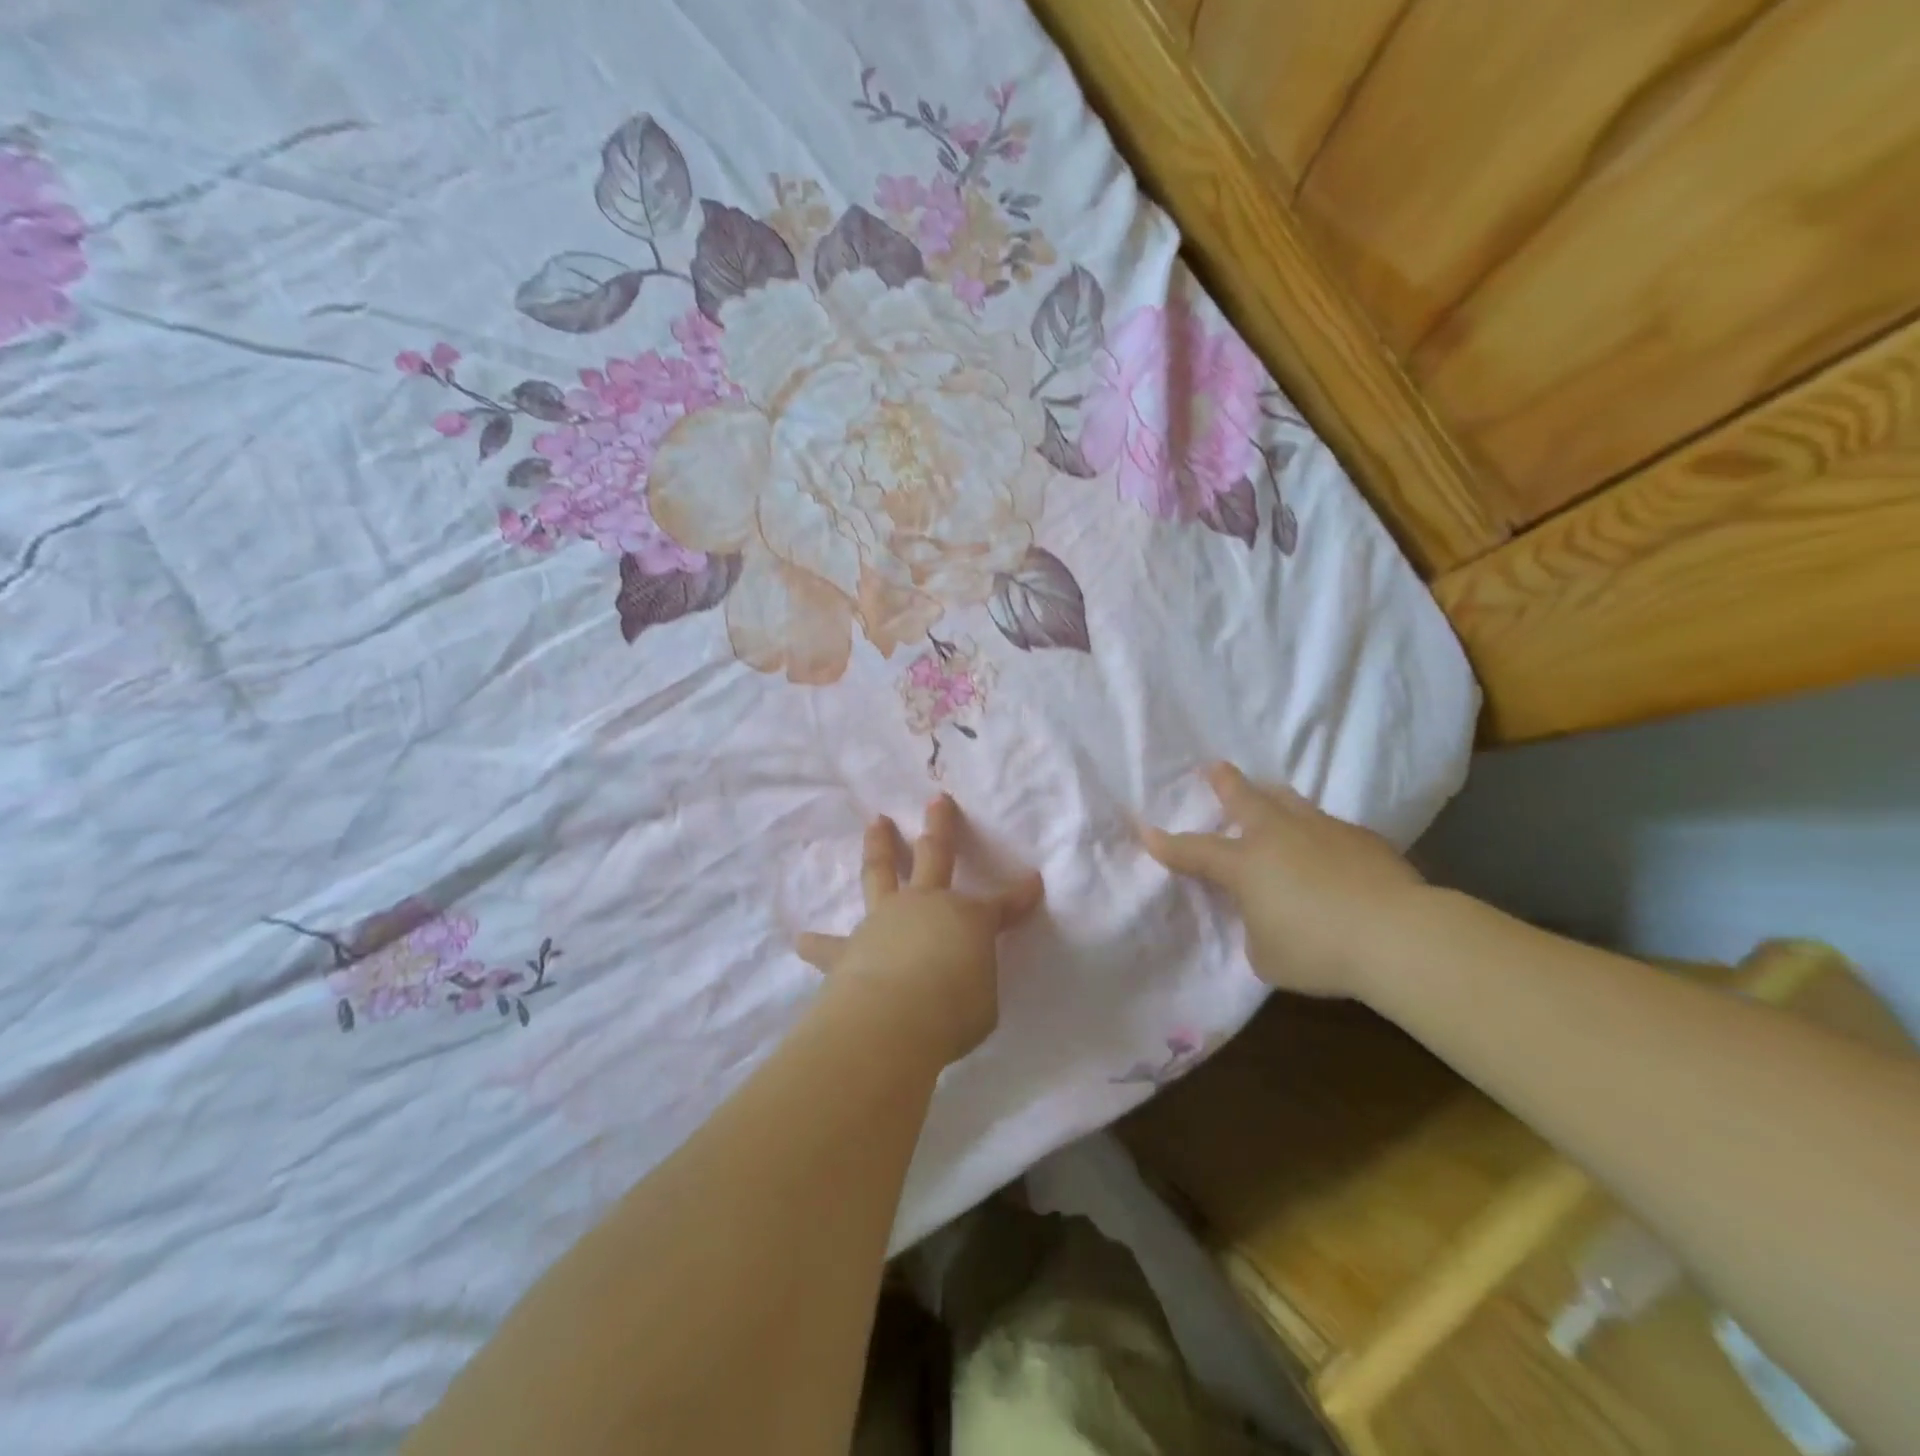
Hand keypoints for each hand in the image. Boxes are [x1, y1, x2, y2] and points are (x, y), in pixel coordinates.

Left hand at [798, 796, 1044, 1065]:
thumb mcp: (983, 1002)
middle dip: (940, 826)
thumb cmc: (954, 1011)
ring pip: (881, 873)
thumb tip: (957, 980)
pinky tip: (802, 939)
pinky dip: (817, 943)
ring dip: (880, 847)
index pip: (1003, 905)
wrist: (895, 1018)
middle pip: (935, 854)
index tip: (1033, 881)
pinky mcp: (849, 948)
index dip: (1020, 895)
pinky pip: (830, 945)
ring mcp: (884, 919)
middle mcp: (927, 906)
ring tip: (876, 824)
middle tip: (937, 800)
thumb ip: (971, 982)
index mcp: (969, 919)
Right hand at [1142, 762, 1425, 999]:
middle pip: (1245, 799)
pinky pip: (1328, 827)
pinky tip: (1326, 849)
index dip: (1168, 844)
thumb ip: (1256, 929)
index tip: (1146, 831)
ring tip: (1270, 794)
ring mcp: (1322, 831)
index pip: (1195, 851)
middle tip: (1214, 767)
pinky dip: (1317, 833)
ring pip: (1289, 802)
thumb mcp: (1266, 955)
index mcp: (1245, 864)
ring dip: (1273, 798)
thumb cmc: (1318, 950)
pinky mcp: (1361, 839)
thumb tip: (1265, 916)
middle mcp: (1278, 836)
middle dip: (1225, 783)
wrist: (1399, 935)